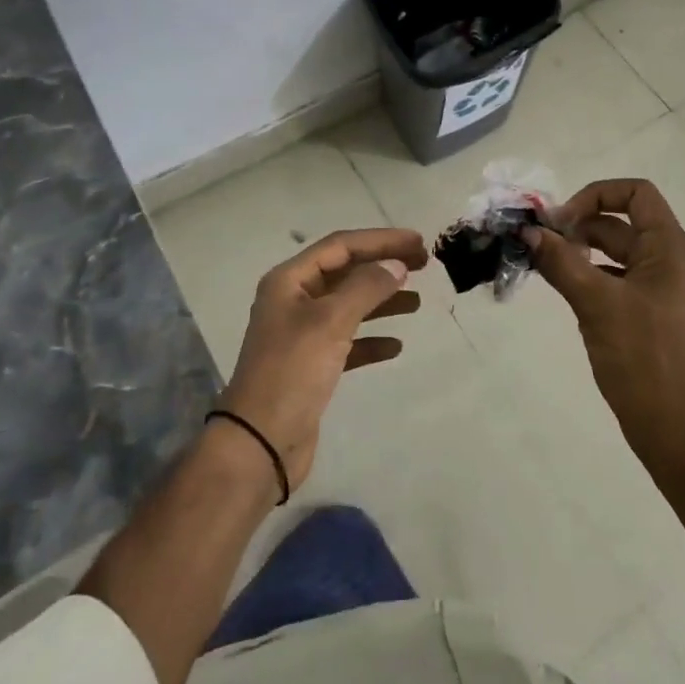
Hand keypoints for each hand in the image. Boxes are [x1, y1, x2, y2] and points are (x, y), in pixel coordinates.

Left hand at [219, 227, 428, 491]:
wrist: (260, 443)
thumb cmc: (292, 372)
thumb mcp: (330, 322)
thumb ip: (366, 287)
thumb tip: (396, 265)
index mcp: (289, 280)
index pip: (341, 246)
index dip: (381, 240)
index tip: (418, 242)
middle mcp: (294, 300)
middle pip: (346, 272)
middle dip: (383, 266)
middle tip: (424, 265)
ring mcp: (302, 334)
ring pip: (349, 305)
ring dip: (382, 301)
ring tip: (417, 302)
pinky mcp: (312, 366)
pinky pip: (348, 341)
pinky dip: (372, 339)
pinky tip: (396, 346)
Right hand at [526, 179, 684, 465]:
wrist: (672, 428)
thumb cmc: (641, 357)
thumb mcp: (595, 302)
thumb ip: (560, 262)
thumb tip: (527, 231)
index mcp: (669, 250)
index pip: (637, 194)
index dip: (597, 195)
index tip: (563, 222)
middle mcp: (669, 262)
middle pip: (620, 223)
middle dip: (579, 226)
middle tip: (540, 244)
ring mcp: (659, 289)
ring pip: (615, 253)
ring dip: (579, 252)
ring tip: (544, 265)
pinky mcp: (648, 313)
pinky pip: (615, 280)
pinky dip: (588, 276)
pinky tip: (562, 290)